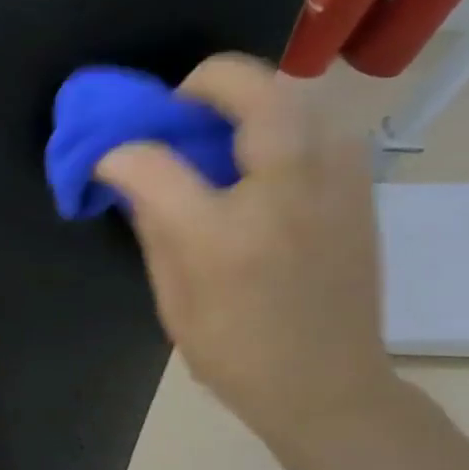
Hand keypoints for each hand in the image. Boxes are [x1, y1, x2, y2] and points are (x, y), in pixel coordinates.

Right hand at [95, 53, 396, 446]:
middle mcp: (285, 197)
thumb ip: (153, 227)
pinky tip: (265, 153)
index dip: (121, 154)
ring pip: (303, 95)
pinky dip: (288, 118)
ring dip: (254, 95)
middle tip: (179, 108)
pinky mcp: (360, 190)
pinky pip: (326, 122)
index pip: (156, 164)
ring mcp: (335, 187)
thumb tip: (132, 177)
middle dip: (206, 81)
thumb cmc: (235, 353)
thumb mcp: (172, 301)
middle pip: (255, 93)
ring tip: (224, 126)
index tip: (108, 161)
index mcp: (223, 238)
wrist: (328, 387)